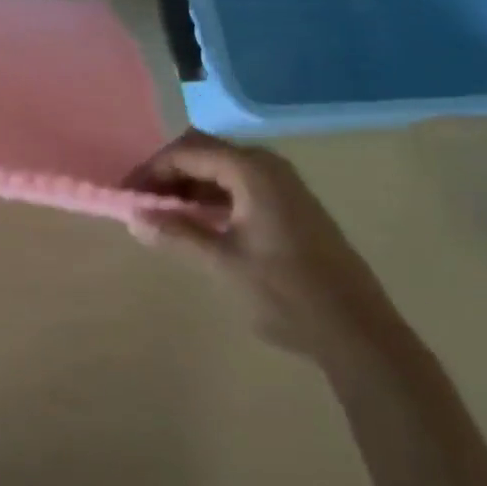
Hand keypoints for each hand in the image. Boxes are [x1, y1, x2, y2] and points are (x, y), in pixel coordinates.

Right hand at [125, 132, 409, 370]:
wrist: (360, 333)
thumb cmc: (286, 293)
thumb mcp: (222, 263)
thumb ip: (176, 234)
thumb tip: (133, 217)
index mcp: (251, 170)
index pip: (186, 152)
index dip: (152, 169)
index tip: (127, 193)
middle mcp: (267, 166)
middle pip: (204, 153)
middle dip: (169, 174)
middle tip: (142, 201)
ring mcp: (283, 185)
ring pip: (222, 170)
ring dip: (190, 186)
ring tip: (164, 215)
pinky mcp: (291, 207)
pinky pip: (240, 186)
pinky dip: (213, 198)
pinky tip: (199, 224)